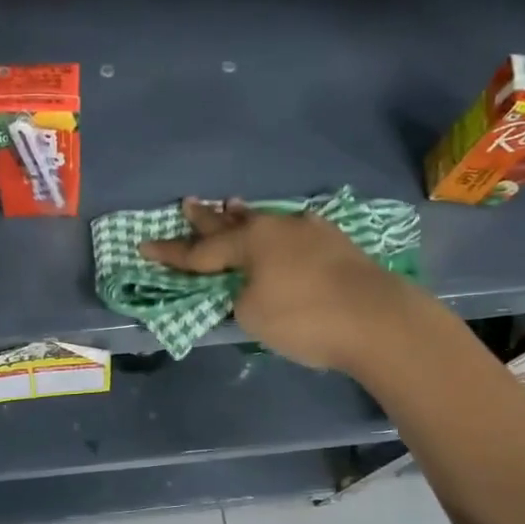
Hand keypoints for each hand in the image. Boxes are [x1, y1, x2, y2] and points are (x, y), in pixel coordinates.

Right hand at [138, 198, 418, 373]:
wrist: (379, 320)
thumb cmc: (305, 318)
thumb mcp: (253, 315)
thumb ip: (241, 296)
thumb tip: (252, 285)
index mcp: (251, 241)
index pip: (200, 251)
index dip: (171, 253)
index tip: (145, 245)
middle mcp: (278, 227)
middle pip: (233, 223)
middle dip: (207, 218)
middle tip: (188, 203)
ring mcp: (311, 231)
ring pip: (267, 222)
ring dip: (245, 217)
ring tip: (231, 204)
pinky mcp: (338, 245)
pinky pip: (295, 232)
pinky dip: (279, 233)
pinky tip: (285, 231)